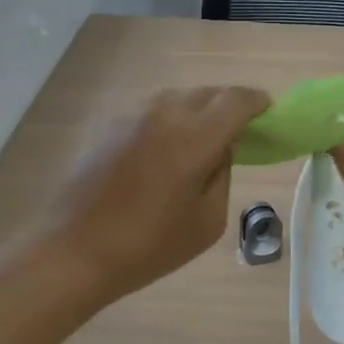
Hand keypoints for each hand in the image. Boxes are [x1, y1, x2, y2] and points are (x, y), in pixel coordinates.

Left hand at [48, 85, 270, 303]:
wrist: (75, 250)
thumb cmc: (149, 246)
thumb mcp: (207, 221)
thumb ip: (222, 174)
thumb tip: (221, 147)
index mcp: (194, 137)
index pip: (236, 100)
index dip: (258, 102)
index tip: (268, 113)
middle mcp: (163, 114)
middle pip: (207, 93)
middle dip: (230, 105)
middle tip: (240, 130)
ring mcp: (132, 115)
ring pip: (177, 97)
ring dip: (199, 110)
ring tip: (204, 139)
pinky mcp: (109, 125)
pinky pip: (152, 110)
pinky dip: (171, 119)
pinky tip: (167, 149)